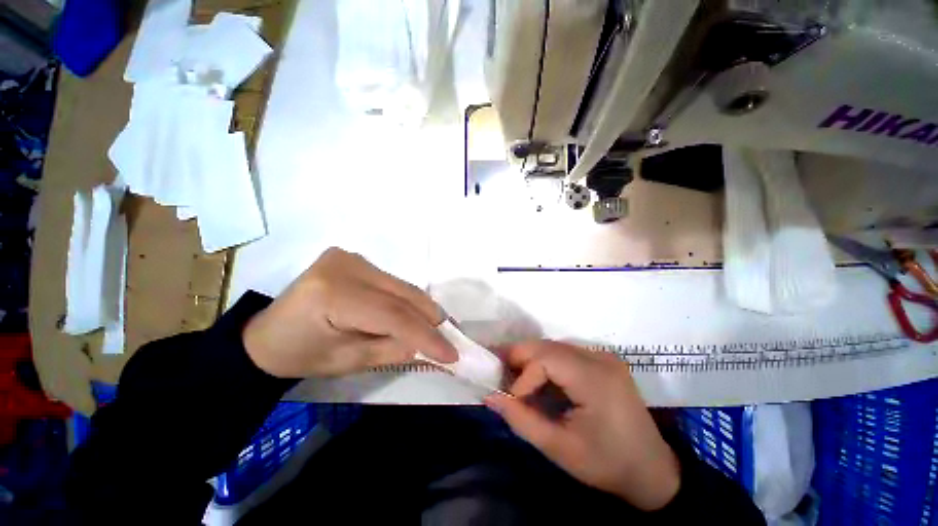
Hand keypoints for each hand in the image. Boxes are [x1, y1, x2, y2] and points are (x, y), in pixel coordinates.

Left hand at [243, 248, 456, 377]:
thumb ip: (393, 350)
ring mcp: (350, 257)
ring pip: (401, 287)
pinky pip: (392, 283)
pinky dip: (406, 300)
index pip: (393, 315)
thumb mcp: (348, 362)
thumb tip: (426, 344)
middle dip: (430, 319)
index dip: (426, 335)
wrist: (266, 335)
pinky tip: (414, 315)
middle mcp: (345, 266)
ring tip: (436, 329)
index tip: (451, 354)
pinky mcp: (353, 258)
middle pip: (402, 295)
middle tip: (450, 339)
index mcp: (333, 295)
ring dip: (421, 309)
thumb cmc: (300, 355)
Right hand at [485, 341, 679, 510]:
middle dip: (519, 359)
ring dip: (530, 361)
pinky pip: (563, 353)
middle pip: (547, 346)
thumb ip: (521, 420)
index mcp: (596, 378)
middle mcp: (599, 357)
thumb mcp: (560, 449)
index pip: (546, 359)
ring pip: (553, 347)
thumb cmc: (607, 464)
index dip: (522, 376)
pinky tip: (537, 381)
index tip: (511, 400)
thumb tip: (490, 396)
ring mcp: (602, 355)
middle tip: (500, 376)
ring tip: (514, 380)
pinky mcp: (601, 360)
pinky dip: (545, 364)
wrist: (652, 470)